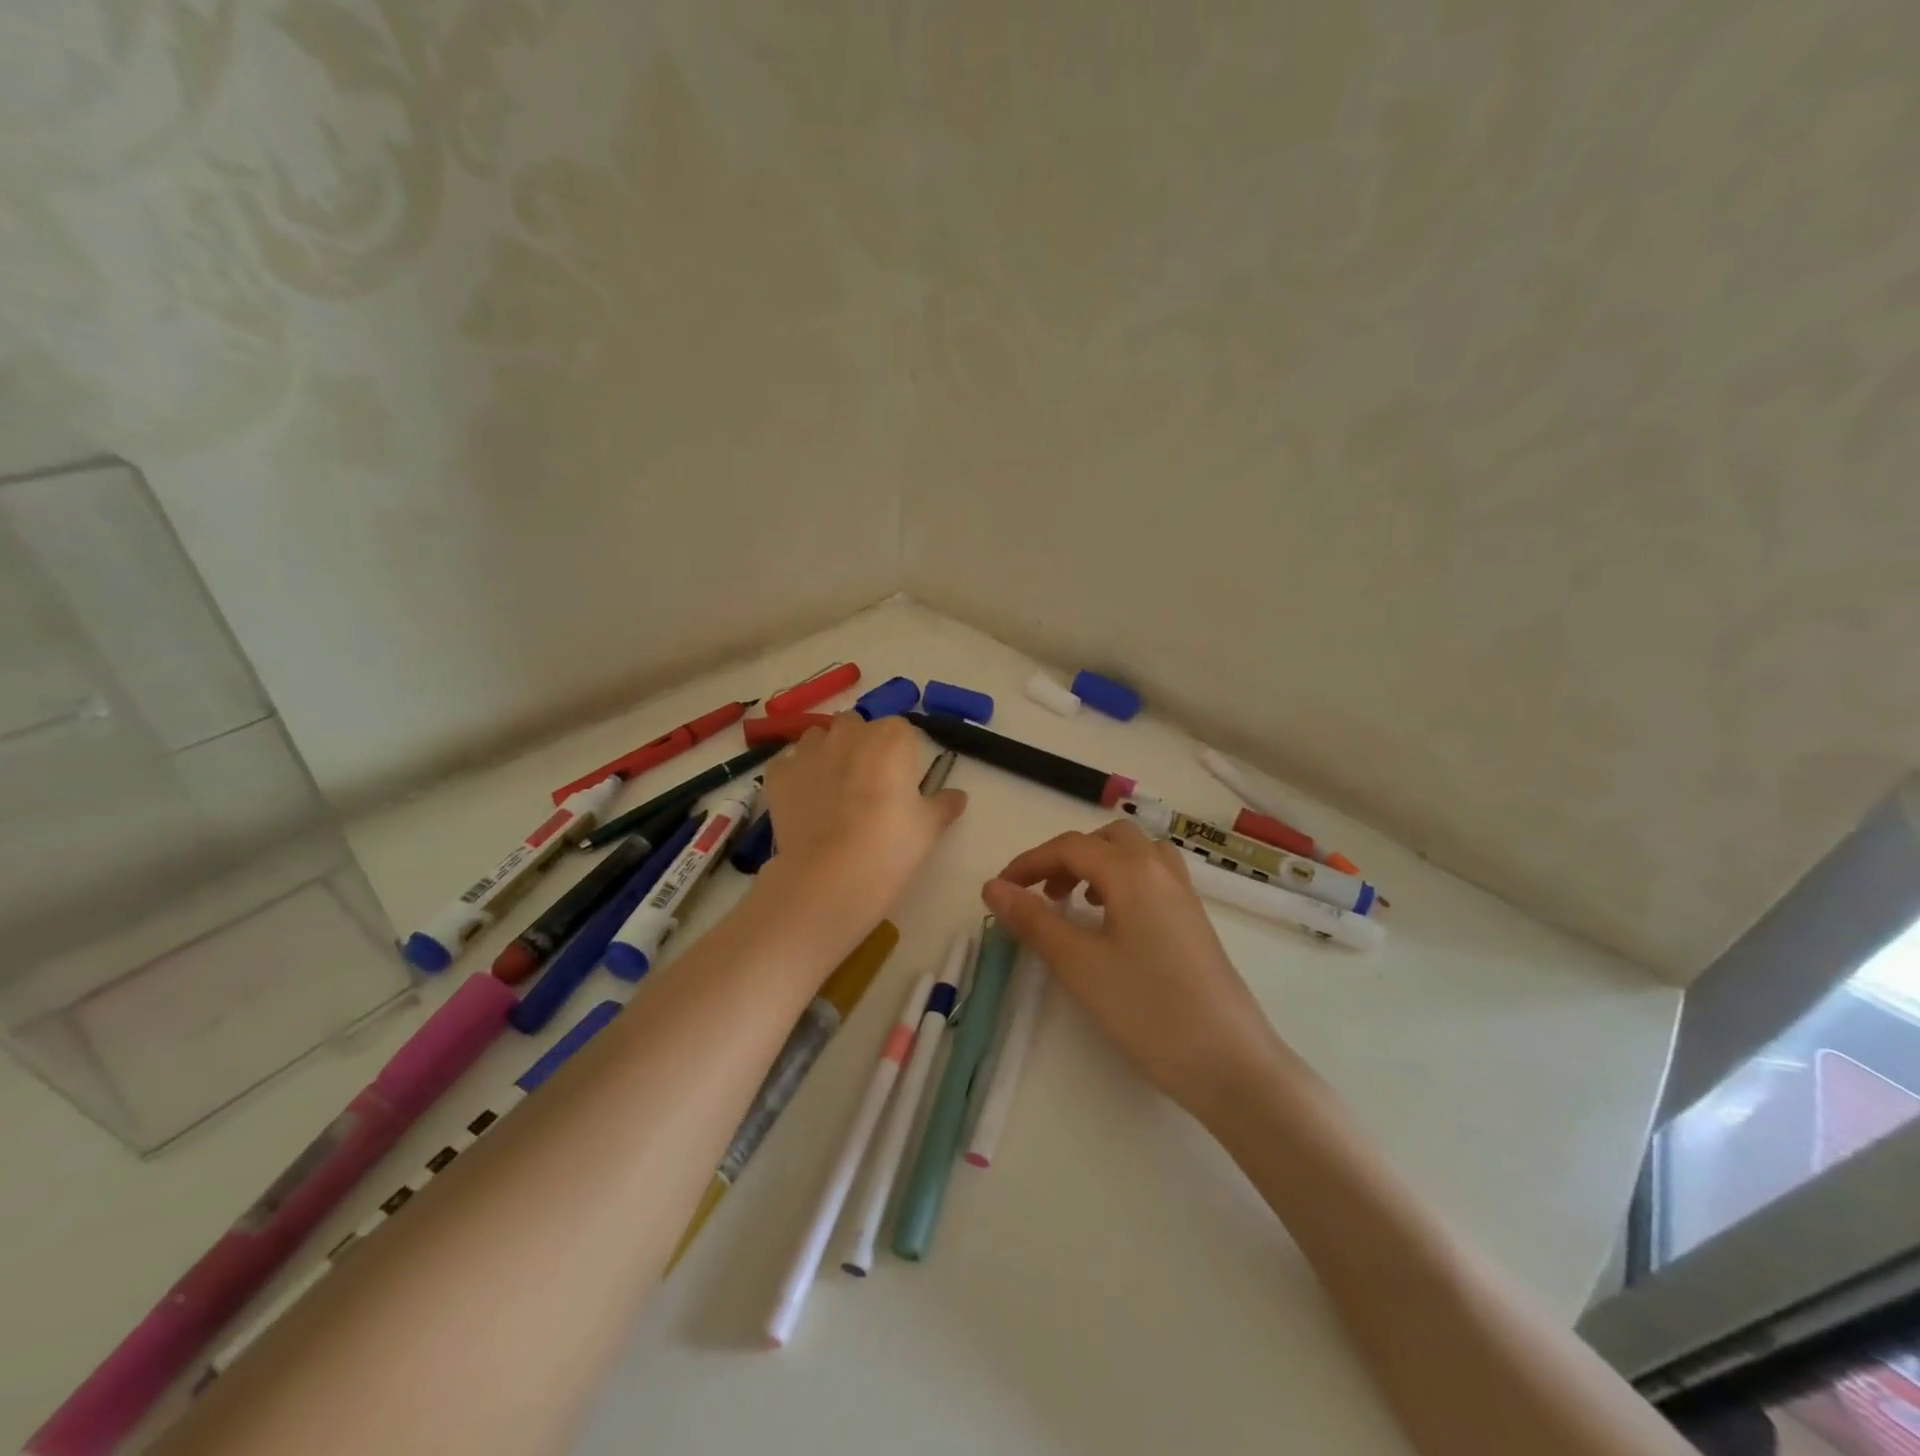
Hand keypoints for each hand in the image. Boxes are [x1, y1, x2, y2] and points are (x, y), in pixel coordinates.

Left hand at [761, 714, 966, 922]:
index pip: (901, 730)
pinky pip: (788, 764)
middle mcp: (849, 733)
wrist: (831, 876)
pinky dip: (796, 776)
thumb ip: (943, 804)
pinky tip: (804, 802)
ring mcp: (809, 751)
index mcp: (892, 738)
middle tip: (868, 784)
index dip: (901, 754)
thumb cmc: (891, 846)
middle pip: (856, 726)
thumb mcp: (929, 828)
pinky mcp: (779, 774)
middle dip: (860, 745)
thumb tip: (958, 795)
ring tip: (832, 790)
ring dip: (826, 753)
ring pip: (818, 738)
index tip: (902, 782)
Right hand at [982, 821, 1292, 1119]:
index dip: (1029, 863)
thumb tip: (993, 887)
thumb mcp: (1078, 965)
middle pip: (1105, 839)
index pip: (1069, 847)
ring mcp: (1184, 895)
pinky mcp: (1195, 920)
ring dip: (1098, 865)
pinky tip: (1113, 923)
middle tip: (1042, 894)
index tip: (999, 891)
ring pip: (1134, 854)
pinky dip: (1123, 881)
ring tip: (1076, 902)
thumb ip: (1033, 920)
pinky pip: (1153, 877)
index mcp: (1132, 871)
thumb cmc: (1147, 1009)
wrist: (1230, 1062)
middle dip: (1066, 857)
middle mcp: (1160, 870)